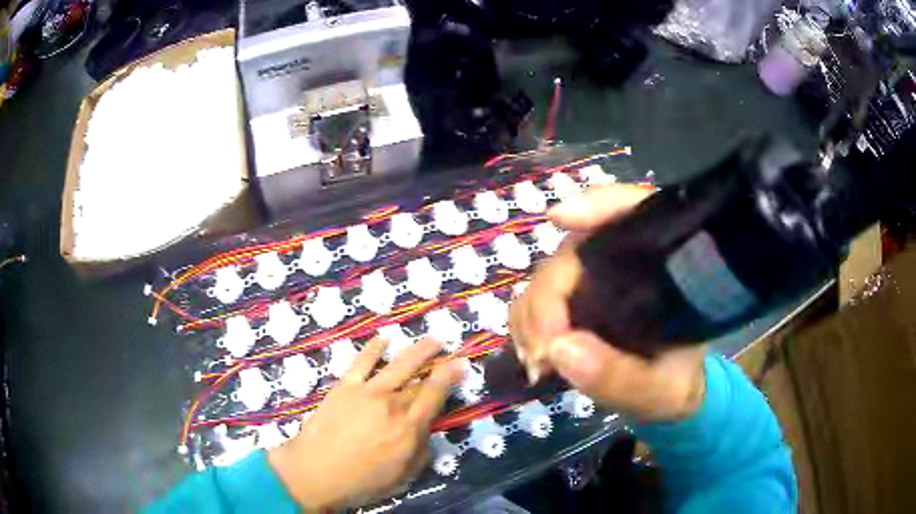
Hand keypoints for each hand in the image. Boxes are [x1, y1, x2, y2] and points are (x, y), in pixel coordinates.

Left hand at [268, 337, 465, 510]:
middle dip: (437, 361)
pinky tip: (383, 340)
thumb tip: (427, 429)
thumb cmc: (362, 481)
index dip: (451, 376)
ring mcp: (367, 392)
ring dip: (416, 350)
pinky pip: (362, 362)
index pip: (435, 394)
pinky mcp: (344, 387)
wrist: (315, 472)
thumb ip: (421, 450)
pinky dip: (374, 348)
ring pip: (397, 364)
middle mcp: (392, 404)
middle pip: (418, 379)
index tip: (462, 362)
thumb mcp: (403, 475)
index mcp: (409, 428)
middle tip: (447, 348)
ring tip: (430, 340)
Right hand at [509, 184, 705, 420]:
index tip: (561, 219)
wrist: (665, 392)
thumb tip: (558, 348)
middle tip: (543, 355)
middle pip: (577, 249)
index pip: (640, 211)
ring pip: (550, 271)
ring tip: (538, 363)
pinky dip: (527, 322)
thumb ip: (620, 376)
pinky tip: (534, 354)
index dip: (601, 204)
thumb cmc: (674, 383)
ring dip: (533, 315)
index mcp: (667, 266)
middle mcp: (629, 259)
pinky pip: (537, 294)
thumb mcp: (659, 390)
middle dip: (550, 297)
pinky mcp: (576, 294)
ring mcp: (598, 274)